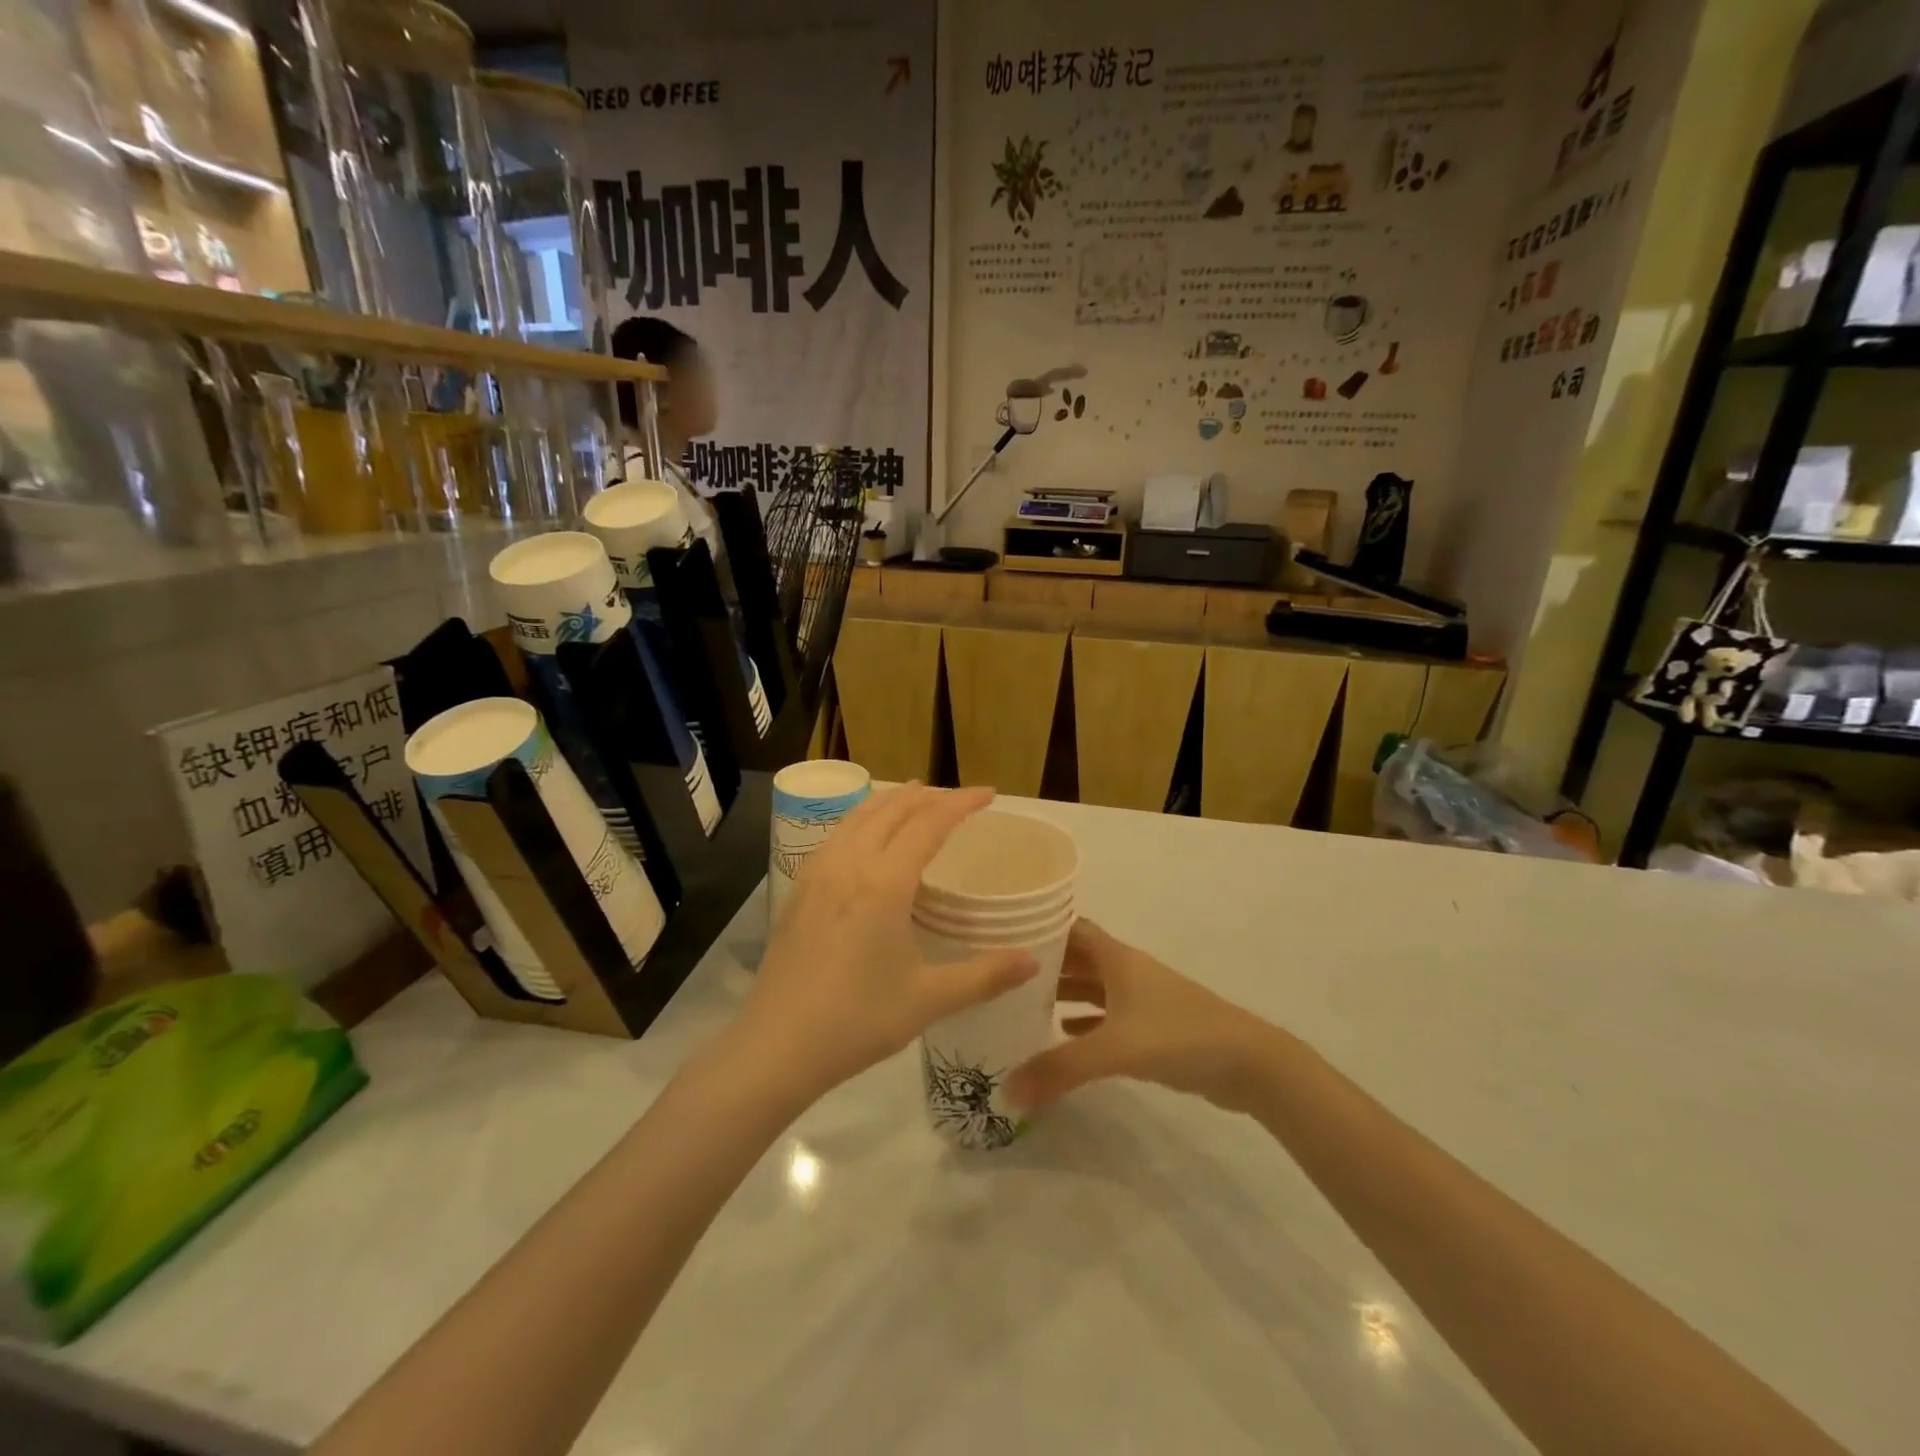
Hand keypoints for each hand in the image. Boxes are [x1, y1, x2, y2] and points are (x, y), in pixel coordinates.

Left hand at [737, 785, 1038, 1100]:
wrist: (775, 1047)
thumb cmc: (857, 1021)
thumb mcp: (928, 1000)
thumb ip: (985, 976)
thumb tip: (1033, 962)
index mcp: (884, 882)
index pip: (929, 823)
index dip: (961, 803)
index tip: (988, 794)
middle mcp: (849, 864)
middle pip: (891, 810)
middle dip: (928, 796)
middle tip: (958, 799)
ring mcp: (817, 874)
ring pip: (858, 817)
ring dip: (891, 802)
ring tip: (913, 799)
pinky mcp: (798, 890)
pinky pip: (837, 836)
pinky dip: (862, 821)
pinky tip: (865, 838)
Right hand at [1006, 920, 1269, 1112]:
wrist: (1249, 1063)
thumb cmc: (1179, 1036)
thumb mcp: (1115, 1049)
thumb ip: (1060, 1069)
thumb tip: (1007, 1091)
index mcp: (1116, 958)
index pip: (1070, 929)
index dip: (1040, 931)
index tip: (1003, 940)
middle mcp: (1126, 970)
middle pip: (1077, 958)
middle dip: (1044, 967)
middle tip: (1003, 980)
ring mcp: (1141, 998)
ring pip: (1092, 987)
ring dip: (1063, 994)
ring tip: (1022, 1008)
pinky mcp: (1152, 1027)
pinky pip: (1107, 1016)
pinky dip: (1084, 1022)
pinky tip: (1063, 1037)